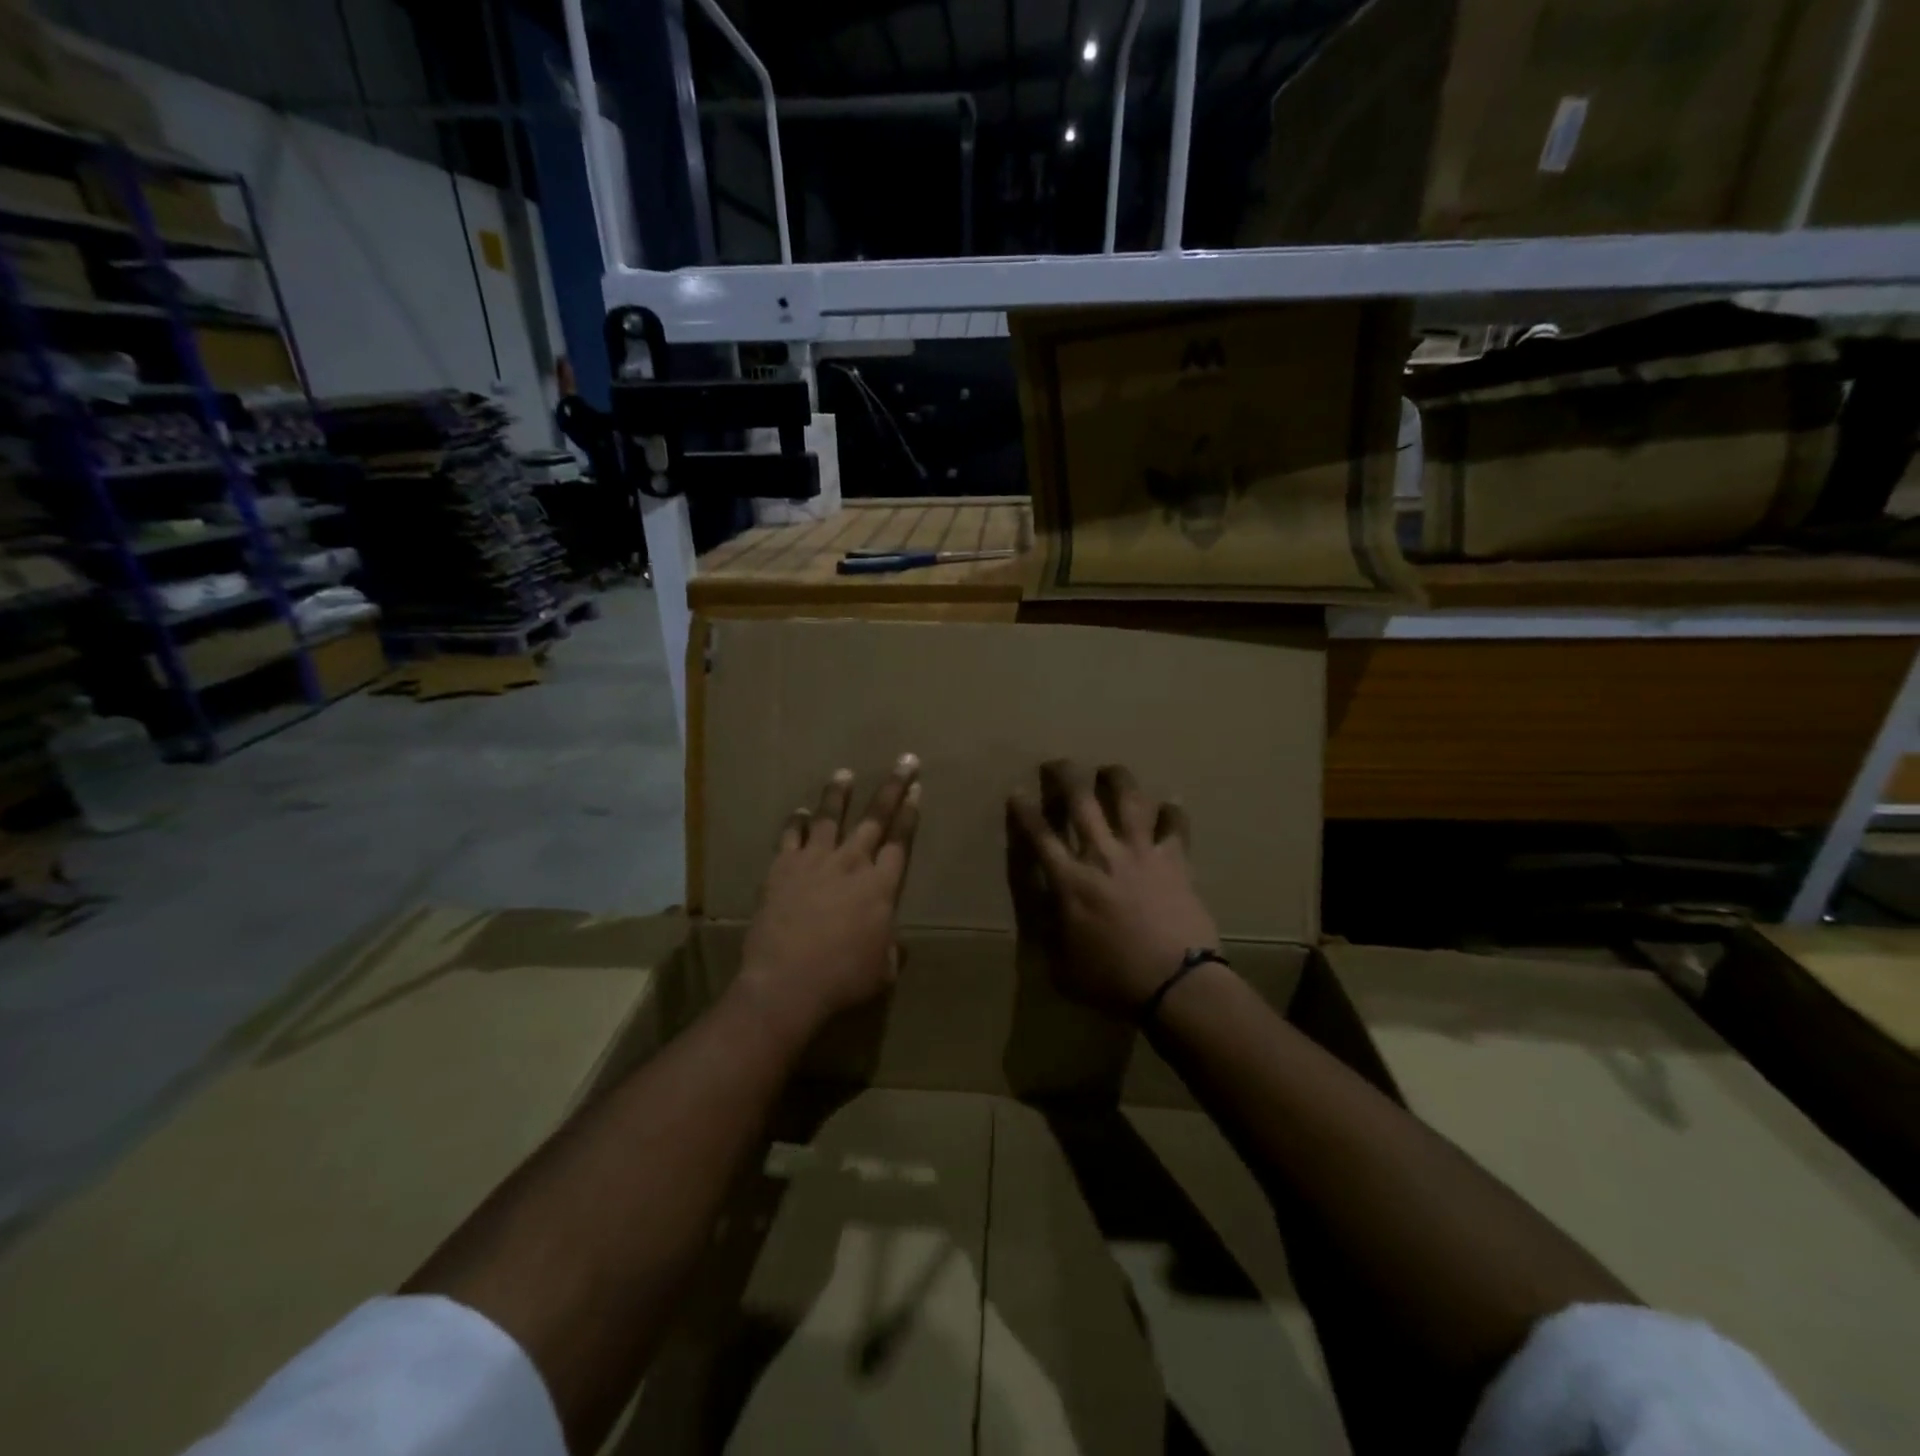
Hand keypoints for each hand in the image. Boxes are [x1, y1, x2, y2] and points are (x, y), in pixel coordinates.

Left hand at [736, 755, 921, 1038]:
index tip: (917, 789)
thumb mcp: (882, 971)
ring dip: (838, 794)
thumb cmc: (843, 979)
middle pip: (875, 818)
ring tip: (844, 774)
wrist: (787, 981)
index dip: (910, 814)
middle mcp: (852, 863)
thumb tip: (898, 945)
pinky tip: (798, 812)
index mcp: (881, 886)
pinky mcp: (782, 867)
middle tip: (904, 761)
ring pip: (829, 817)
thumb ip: (891, 951)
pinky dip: (795, 822)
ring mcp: (815, 861)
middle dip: (892, 788)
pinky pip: (790, 836)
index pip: (900, 840)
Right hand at [1007, 760, 1220, 1016]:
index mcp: (1070, 881)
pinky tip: (1171, 803)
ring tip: (1110, 769)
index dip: (1025, 811)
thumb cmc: (1113, 980)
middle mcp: (1103, 855)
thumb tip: (1044, 907)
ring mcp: (1141, 853)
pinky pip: (1175, 827)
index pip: (1040, 836)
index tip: (1017, 793)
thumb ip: (1049, 931)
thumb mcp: (1062, 966)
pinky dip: (1173, 813)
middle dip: (1065, 776)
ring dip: (1117, 779)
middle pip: (1081, 801)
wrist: (1176, 984)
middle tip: (1058, 763)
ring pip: (1128, 800)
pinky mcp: (1175, 860)